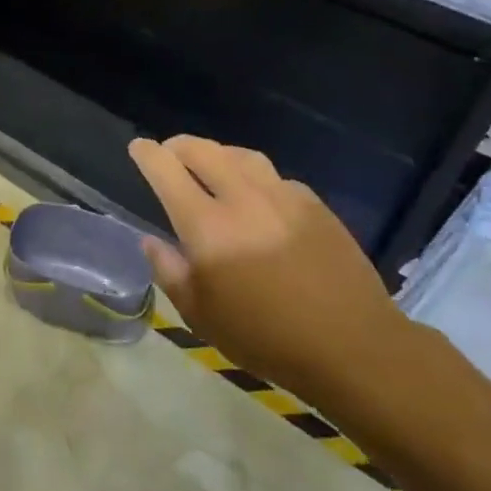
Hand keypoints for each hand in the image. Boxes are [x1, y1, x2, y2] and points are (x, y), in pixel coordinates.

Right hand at [127, 136, 409, 397]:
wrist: (352, 345)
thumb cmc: (265, 338)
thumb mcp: (200, 317)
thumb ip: (170, 272)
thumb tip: (151, 241)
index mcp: (207, 226)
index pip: (167, 172)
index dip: (148, 154)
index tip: (138, 147)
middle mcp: (243, 199)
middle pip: (203, 150)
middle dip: (179, 145)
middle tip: (169, 153)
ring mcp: (283, 198)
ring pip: (241, 156)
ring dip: (217, 153)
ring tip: (210, 164)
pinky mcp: (315, 205)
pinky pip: (275, 177)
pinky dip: (254, 176)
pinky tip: (257, 195)